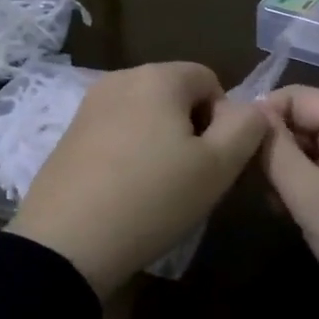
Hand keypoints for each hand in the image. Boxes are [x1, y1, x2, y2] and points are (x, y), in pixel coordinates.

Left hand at [8, 62, 269, 295]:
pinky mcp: (69, 134)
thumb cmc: (153, 198)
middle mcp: (120, 78)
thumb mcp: (218, 167)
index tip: (215, 161)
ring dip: (161, 143)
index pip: (210, 80)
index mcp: (158, 76)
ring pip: (145, 115)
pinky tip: (125, 192)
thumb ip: (247, 127)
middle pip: (175, 95)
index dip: (224, 119)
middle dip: (191, 129)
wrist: (66, 243)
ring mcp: (89, 106)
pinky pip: (116, 133)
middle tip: (191, 178)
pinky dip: (130, 154)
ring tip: (158, 189)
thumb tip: (252, 108)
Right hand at [260, 86, 318, 318]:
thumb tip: (251, 116)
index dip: (262, 114)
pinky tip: (292, 212)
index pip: (297, 95)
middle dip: (274, 145)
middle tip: (246, 180)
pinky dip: (308, 186)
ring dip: (288, 169)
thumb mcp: (313, 199)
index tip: (234, 146)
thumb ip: (278, 154)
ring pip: (315, 149)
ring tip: (269, 201)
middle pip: (307, 120)